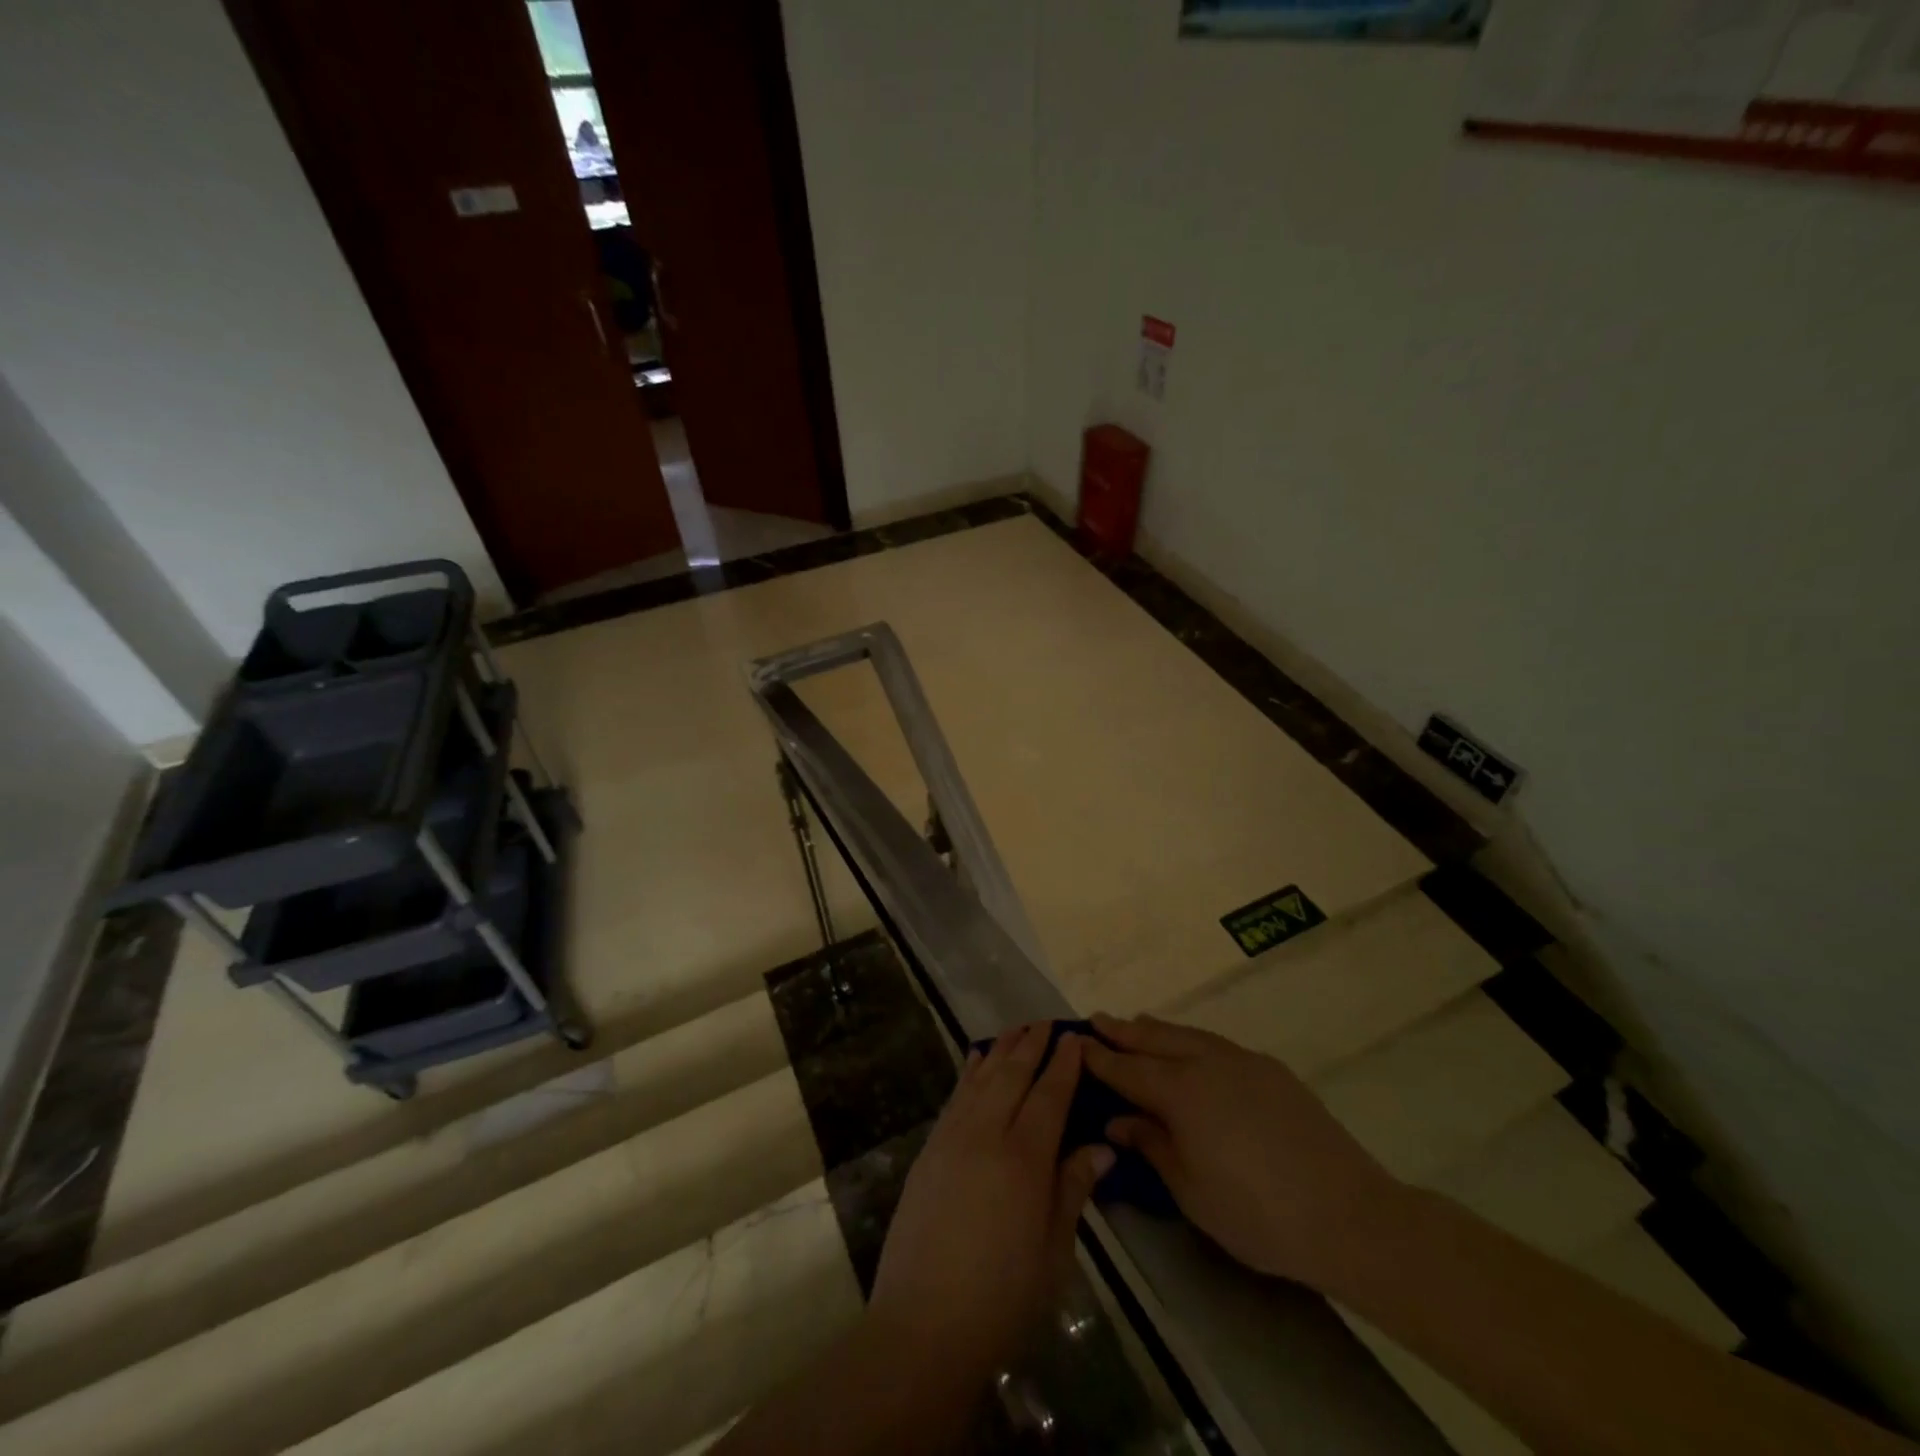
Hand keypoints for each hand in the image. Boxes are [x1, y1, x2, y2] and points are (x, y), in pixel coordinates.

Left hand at [869, 1024, 1113, 1381]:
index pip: (1050, 1095)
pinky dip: (969, 1072)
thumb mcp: (1054, 1250)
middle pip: (1013, 1075)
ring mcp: (952, 1138)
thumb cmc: (1003, 1297)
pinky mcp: (929, 1150)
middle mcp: (987, 1134)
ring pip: (981, 1078)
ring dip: (1001, 1050)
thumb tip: (1102, 1146)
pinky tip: (975, 1059)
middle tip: (1047, 1022)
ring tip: (1017, 1030)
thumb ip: (1073, 1189)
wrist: (924, 1324)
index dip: (1064, 1064)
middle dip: (1032, 1045)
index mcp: (1024, 1158)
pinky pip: (955, 1096)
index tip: (1075, 1037)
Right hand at [1083, 1013, 1402, 1287]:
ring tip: (1138, 1023)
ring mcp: (1242, 1061)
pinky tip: (1191, 1050)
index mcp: (1181, 1092)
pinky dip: (1191, 1040)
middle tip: (1098, 1019)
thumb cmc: (1257, 1213)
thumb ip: (1151, 1146)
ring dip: (1157, 1029)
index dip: (1100, 1058)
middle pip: (1155, 1039)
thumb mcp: (1190, 1190)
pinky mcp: (1270, 1070)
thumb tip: (1119, 1120)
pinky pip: (1217, 1044)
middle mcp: (1207, 1063)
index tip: (1076, 1042)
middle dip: (1124, 1030)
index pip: (1128, 1069)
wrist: (1348, 1214)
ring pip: (1187, 1034)